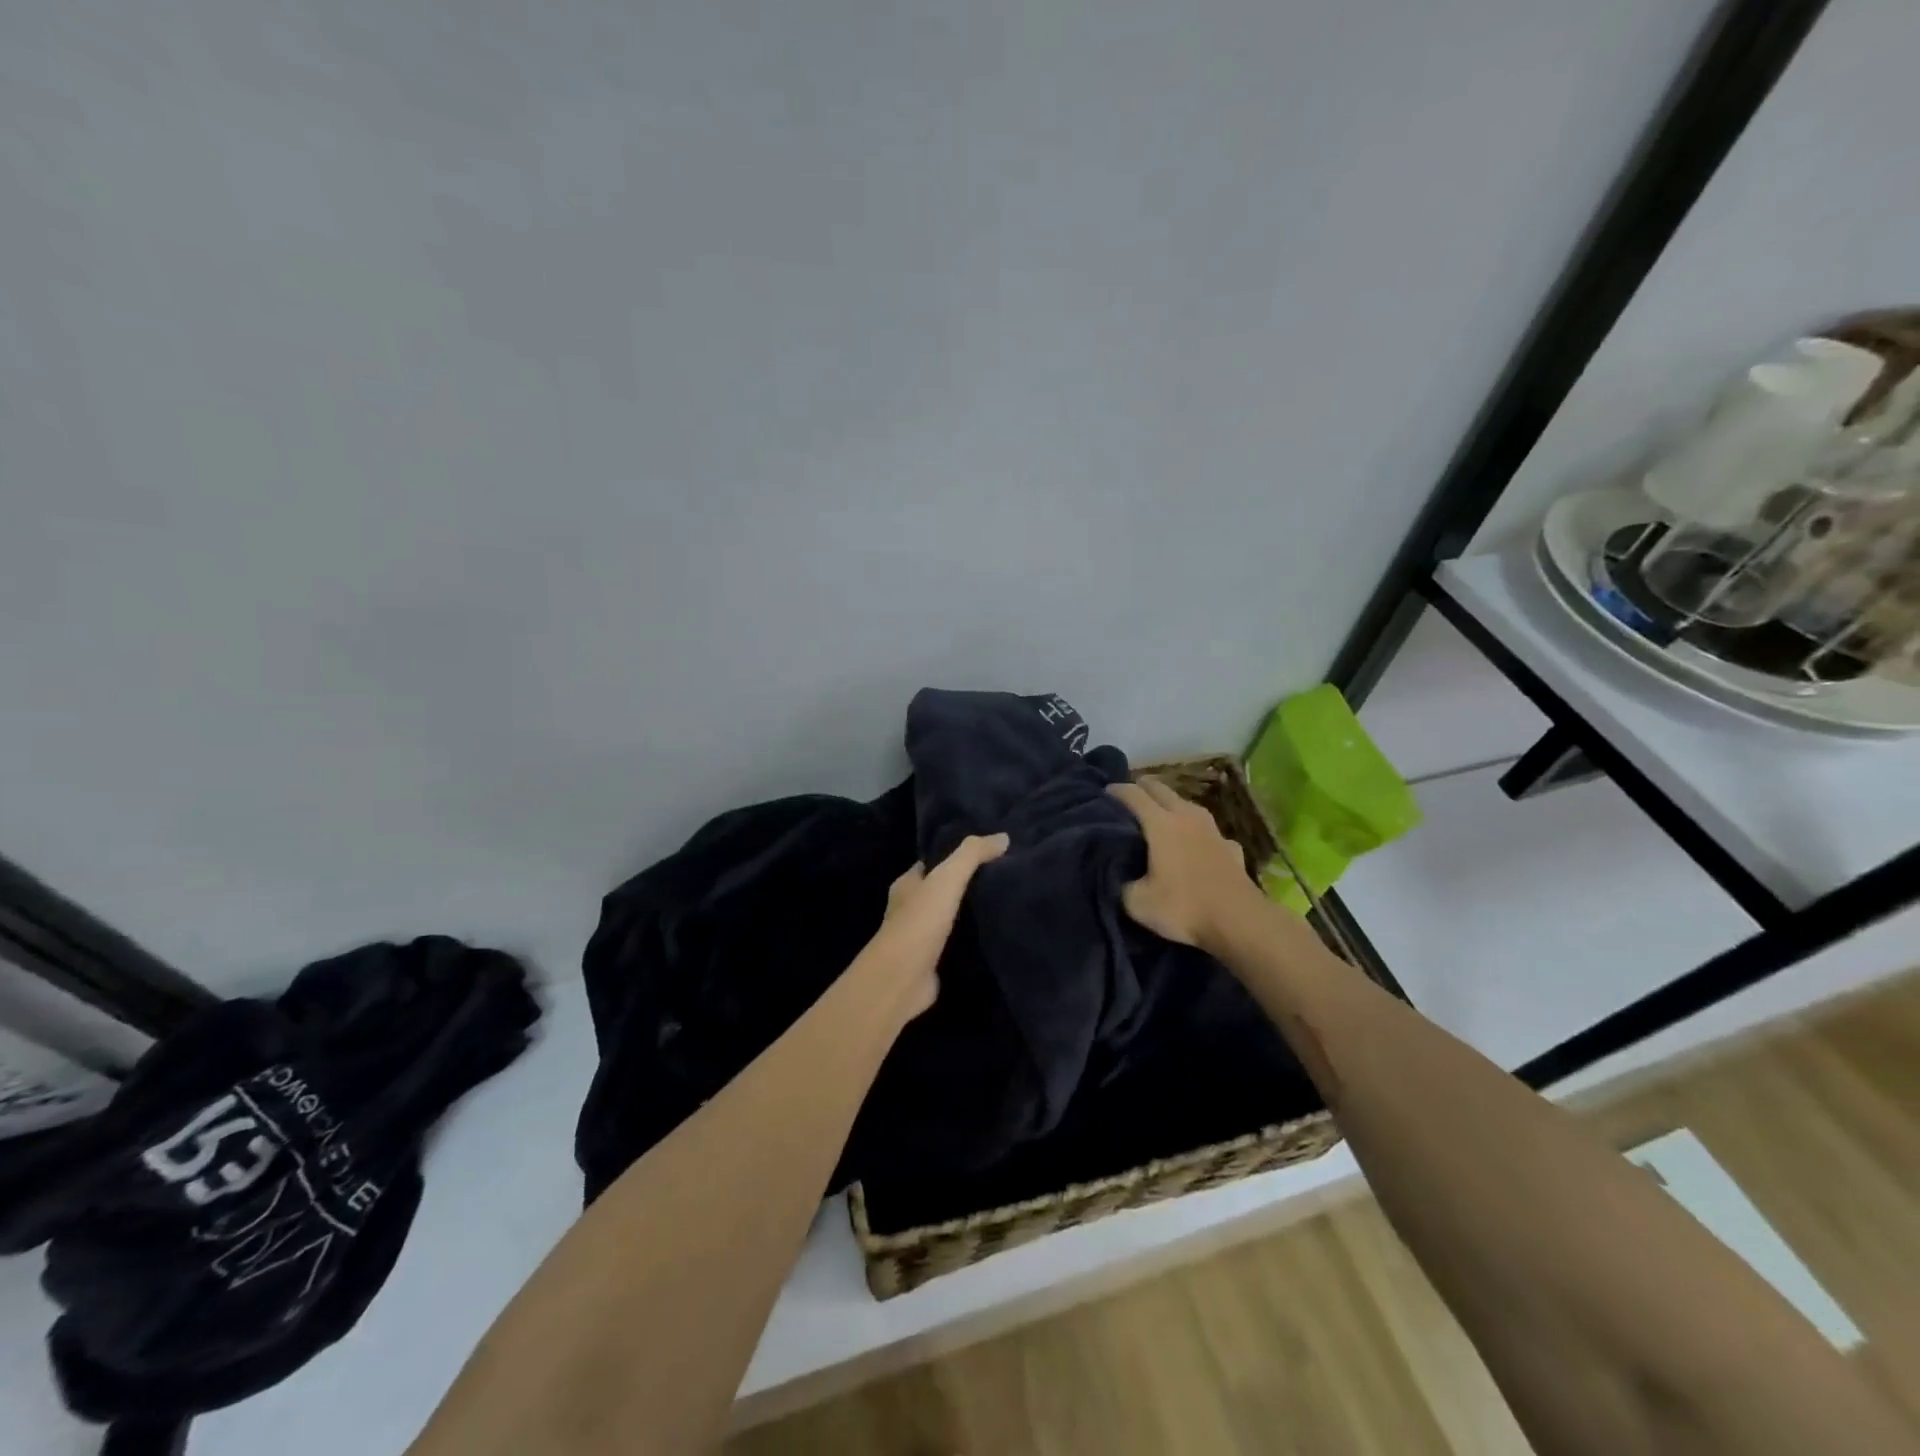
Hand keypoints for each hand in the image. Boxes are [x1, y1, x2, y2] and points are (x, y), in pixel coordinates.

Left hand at [864, 833, 1008, 1018]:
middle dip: (964, 885)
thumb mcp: (947, 878)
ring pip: (948, 918)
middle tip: (1001, 877)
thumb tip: (1003, 837)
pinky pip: (953, 944)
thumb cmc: (920, 921)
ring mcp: (919, 937)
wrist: (902, 978)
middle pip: (940, 890)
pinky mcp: (930, 962)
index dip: (954, 856)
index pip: (931, 864)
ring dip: (968, 913)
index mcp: (907, 884)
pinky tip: (992, 935)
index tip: (985, 853)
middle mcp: (909, 908)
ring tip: (1002, 903)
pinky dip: (969, 940)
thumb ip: (972, 855)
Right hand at [1108, 778, 1261, 953]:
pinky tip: (1195, 845)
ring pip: (1186, 804)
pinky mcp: (1231, 846)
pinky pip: (1207, 829)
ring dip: (1169, 804)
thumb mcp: (1137, 903)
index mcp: (1160, 823)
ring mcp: (1213, 829)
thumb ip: (1121, 883)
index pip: (1133, 794)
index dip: (1115, 790)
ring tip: (1158, 818)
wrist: (1240, 922)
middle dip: (1141, 788)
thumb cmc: (1184, 907)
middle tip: (1127, 799)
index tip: (1103, 793)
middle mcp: (1186, 816)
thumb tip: (1117, 874)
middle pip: (1160, 788)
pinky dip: (1195, 831)